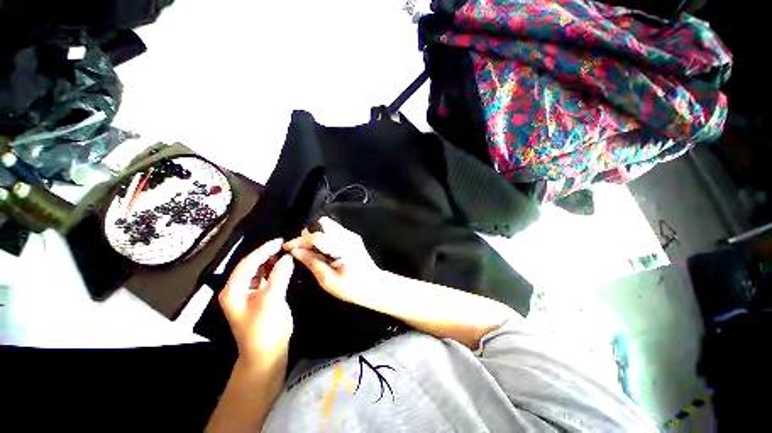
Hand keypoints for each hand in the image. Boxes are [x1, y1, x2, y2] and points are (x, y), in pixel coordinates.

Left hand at [219, 238, 294, 367]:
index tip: (279, 241)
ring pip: (258, 272)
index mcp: (234, 290)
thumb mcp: (272, 300)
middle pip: (251, 266)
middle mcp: (237, 290)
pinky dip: (274, 271)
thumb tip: (287, 257)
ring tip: (284, 253)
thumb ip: (279, 275)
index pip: (248, 263)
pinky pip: (265, 279)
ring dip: (270, 262)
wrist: (266, 356)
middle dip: (266, 254)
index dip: (263, 250)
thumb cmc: (265, 329)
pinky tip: (283, 267)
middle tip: (284, 246)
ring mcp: (248, 295)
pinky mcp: (258, 299)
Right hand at [283, 217, 380, 303]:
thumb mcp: (327, 280)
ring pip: (328, 225)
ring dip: (316, 234)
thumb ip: (311, 261)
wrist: (374, 285)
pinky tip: (322, 251)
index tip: (286, 247)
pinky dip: (324, 237)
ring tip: (311, 250)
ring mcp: (351, 235)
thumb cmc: (351, 287)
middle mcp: (348, 236)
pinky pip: (333, 231)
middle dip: (309, 234)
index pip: (317, 237)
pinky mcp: (352, 237)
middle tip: (301, 248)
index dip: (299, 241)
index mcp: (342, 247)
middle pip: (323, 223)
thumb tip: (295, 250)